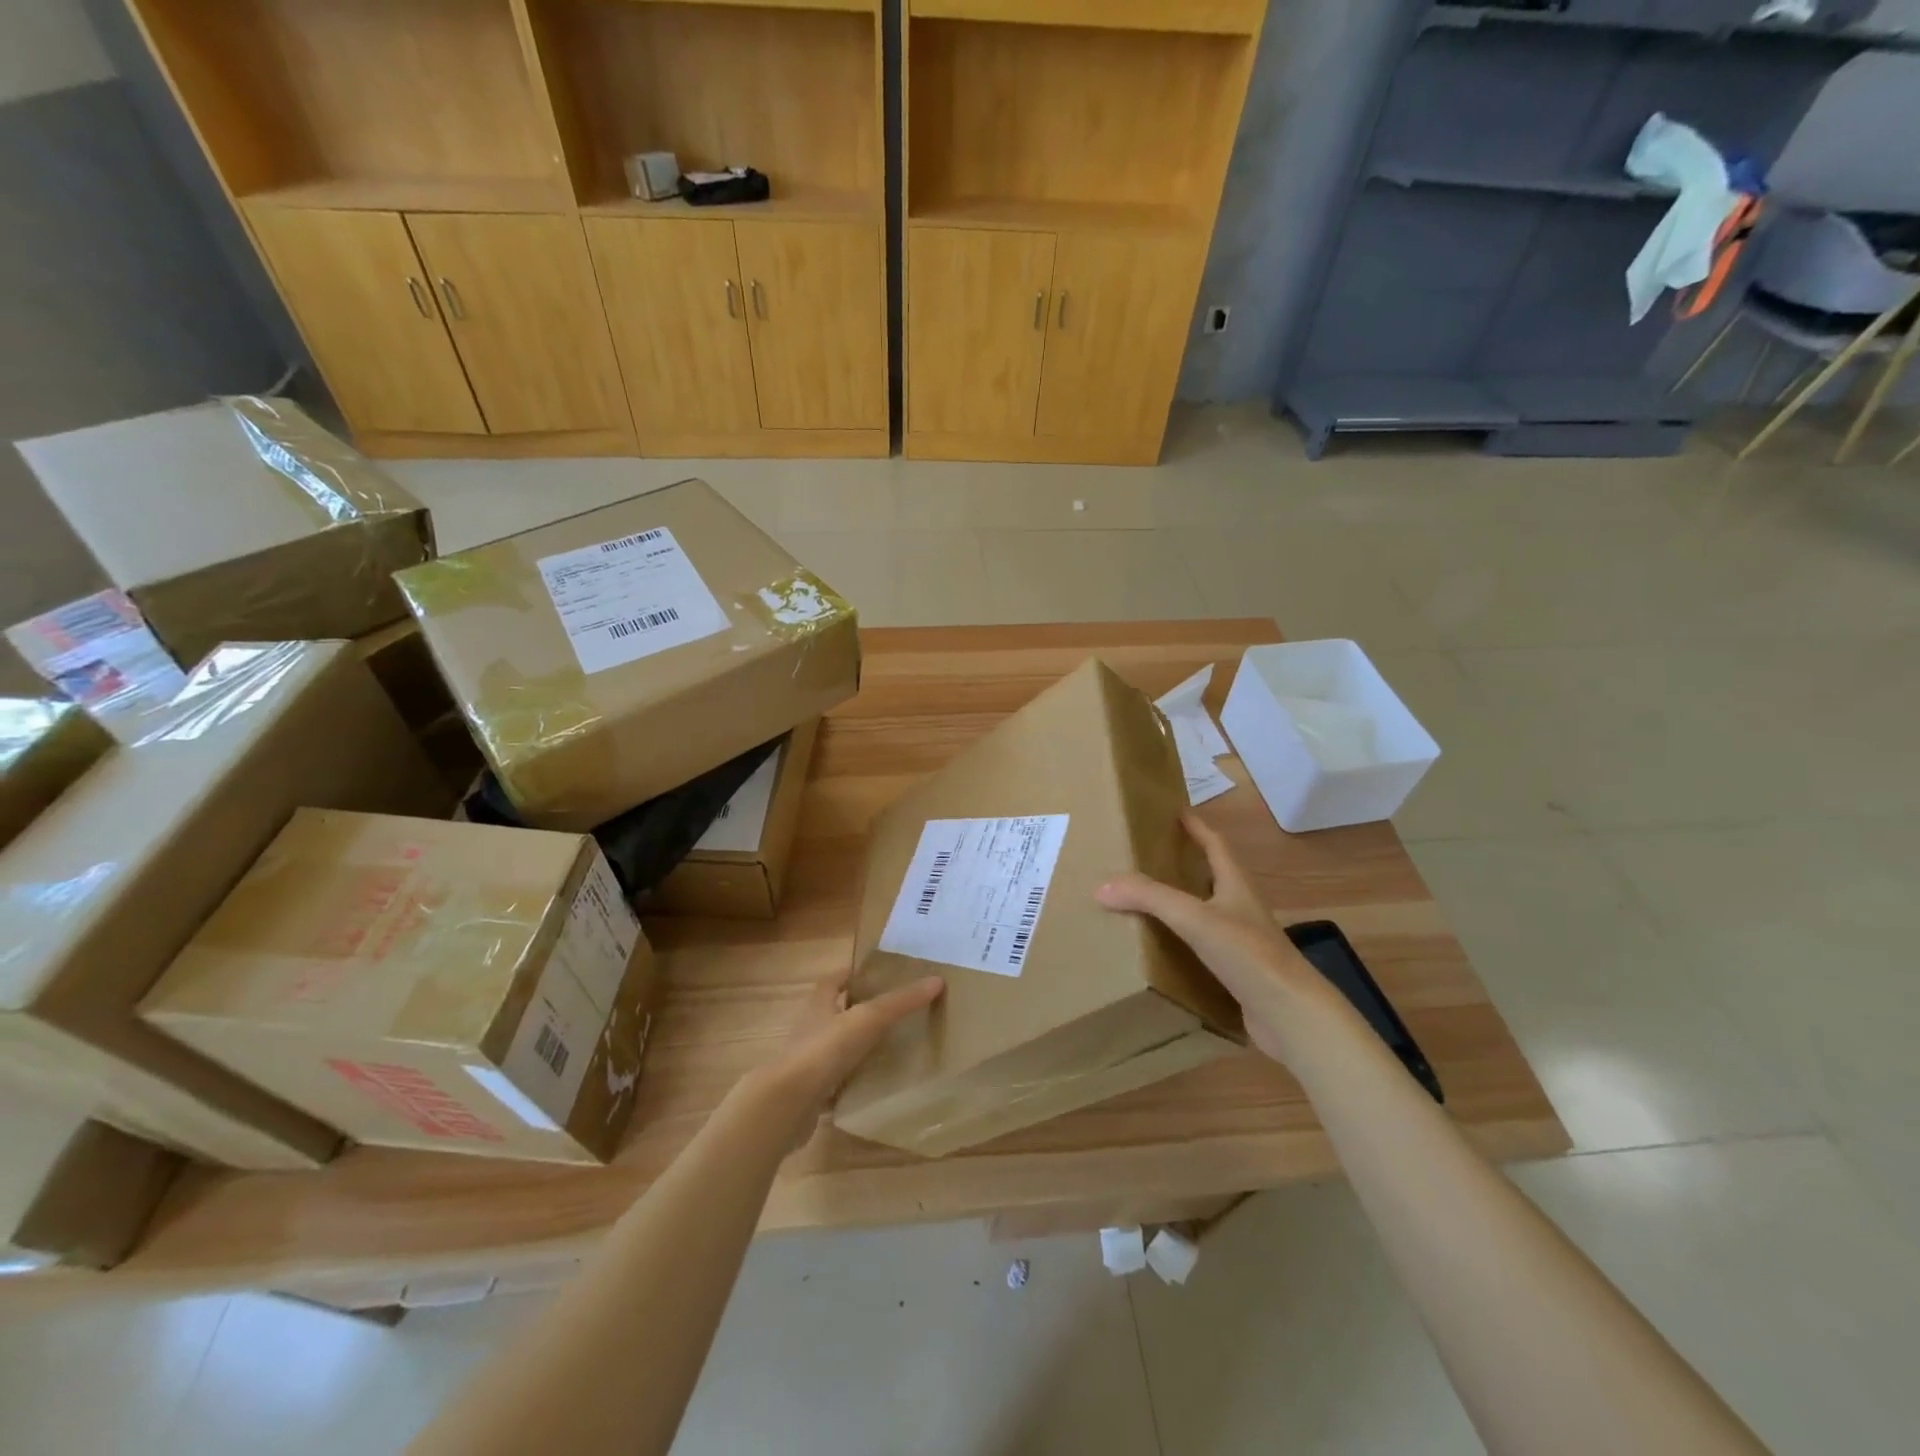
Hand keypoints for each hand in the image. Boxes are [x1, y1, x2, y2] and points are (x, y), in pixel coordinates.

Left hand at [739, 967, 943, 1138]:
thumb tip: (936, 980)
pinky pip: (834, 1082)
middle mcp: (810, 1029)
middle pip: (833, 1013)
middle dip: (856, 1011)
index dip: (849, 974)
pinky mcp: (809, 1093)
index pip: (832, 981)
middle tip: (889, 1012)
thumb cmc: (825, 1049)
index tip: (873, 974)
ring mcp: (807, 1063)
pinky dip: (850, 1082)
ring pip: (834, 1048)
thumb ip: (901, 1002)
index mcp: (819, 1005)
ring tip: (887, 1048)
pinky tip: (871, 1086)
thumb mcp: (868, 1019)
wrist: (787, 1104)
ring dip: (854, 1047)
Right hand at [1095, 813, 1338, 1062]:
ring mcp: (1243, 941)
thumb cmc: (1248, 954)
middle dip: (1184, 863)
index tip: (1175, 812)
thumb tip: (1101, 886)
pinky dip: (1183, 941)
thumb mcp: (1194, 918)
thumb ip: (1149, 898)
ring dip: (1182, 903)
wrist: (1291, 1015)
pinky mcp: (1238, 972)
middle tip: (1148, 856)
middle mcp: (1241, 908)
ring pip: (1207, 912)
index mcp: (1236, 885)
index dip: (1196, 827)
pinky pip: (1205, 947)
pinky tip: (1162, 948)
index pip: (1216, 845)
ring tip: (1147, 899)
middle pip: (1212, 876)